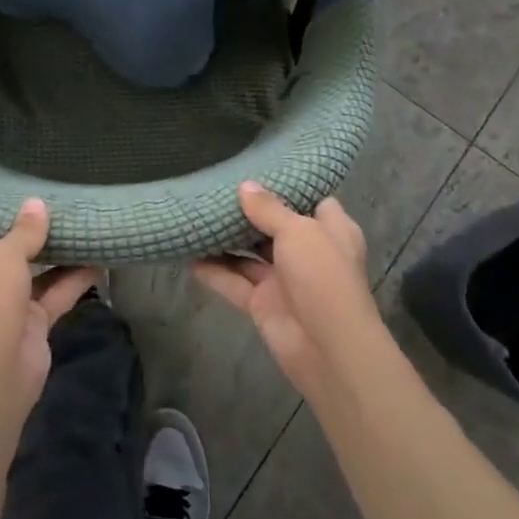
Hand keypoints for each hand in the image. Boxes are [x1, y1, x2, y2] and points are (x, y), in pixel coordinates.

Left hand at [0, 200, 99, 422]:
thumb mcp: (3, 258)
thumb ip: (23, 232)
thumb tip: (37, 204)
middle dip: (10, 230)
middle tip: (31, 196)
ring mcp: (5, 306)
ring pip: (30, 273)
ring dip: (51, 253)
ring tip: (72, 220)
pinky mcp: (32, 323)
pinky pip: (55, 294)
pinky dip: (75, 280)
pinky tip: (97, 258)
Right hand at [193, 183, 386, 397]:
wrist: (329, 350)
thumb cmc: (323, 276)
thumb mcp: (298, 231)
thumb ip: (269, 209)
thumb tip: (245, 186)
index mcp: (330, 230)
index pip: (311, 200)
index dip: (289, 187)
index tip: (259, 169)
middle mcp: (307, 252)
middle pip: (274, 225)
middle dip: (248, 210)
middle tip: (216, 186)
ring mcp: (284, 279)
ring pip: (250, 254)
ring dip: (226, 239)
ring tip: (196, 214)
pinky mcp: (262, 303)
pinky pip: (233, 282)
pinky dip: (213, 271)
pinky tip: (187, 255)